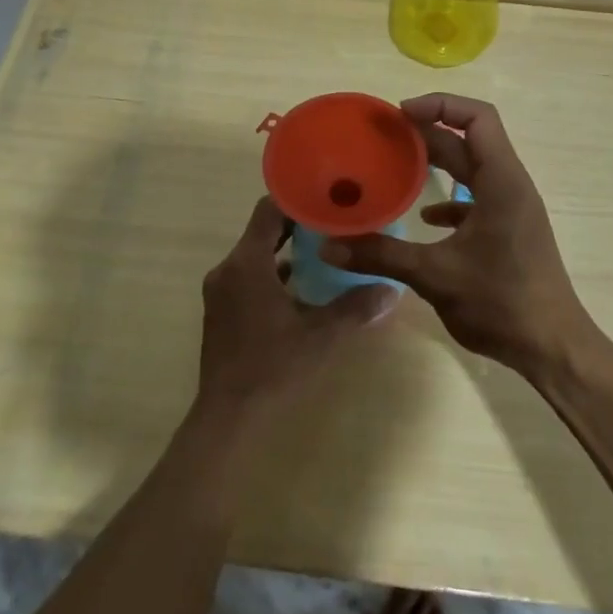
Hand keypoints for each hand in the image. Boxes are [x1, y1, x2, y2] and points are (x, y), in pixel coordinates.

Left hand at [193, 197, 396, 438]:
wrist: (227, 415)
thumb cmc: (272, 367)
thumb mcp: (320, 336)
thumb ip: (355, 308)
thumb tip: (392, 290)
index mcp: (247, 264)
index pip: (268, 209)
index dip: (296, 199)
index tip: (327, 198)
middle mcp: (228, 269)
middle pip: (262, 230)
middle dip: (297, 224)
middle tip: (334, 222)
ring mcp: (220, 290)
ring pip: (255, 254)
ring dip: (285, 250)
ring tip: (324, 250)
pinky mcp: (220, 310)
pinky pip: (248, 275)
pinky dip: (272, 272)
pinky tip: (301, 287)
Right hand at [319, 95, 598, 380]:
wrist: (552, 346)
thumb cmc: (500, 302)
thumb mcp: (434, 275)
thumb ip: (381, 255)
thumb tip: (330, 245)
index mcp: (501, 181)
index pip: (477, 118)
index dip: (440, 105)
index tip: (400, 115)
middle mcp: (510, 185)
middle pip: (469, 141)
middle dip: (427, 134)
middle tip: (383, 137)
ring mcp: (512, 209)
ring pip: (473, 170)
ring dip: (438, 164)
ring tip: (396, 166)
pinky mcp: (509, 231)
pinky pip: (477, 199)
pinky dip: (450, 200)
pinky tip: (424, 219)